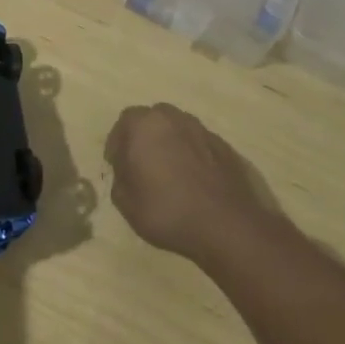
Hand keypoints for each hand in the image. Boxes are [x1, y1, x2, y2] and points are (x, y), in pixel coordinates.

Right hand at [105, 103, 275, 263]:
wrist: (227, 225)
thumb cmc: (168, 211)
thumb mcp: (126, 203)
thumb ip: (119, 179)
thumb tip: (127, 170)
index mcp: (145, 125)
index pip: (124, 123)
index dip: (118, 144)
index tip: (118, 166)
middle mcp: (173, 118)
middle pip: (152, 120)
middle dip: (144, 138)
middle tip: (142, 165)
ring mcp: (202, 130)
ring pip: (177, 129)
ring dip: (169, 144)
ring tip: (169, 172)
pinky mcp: (224, 146)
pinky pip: (198, 144)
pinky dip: (191, 155)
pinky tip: (193, 180)